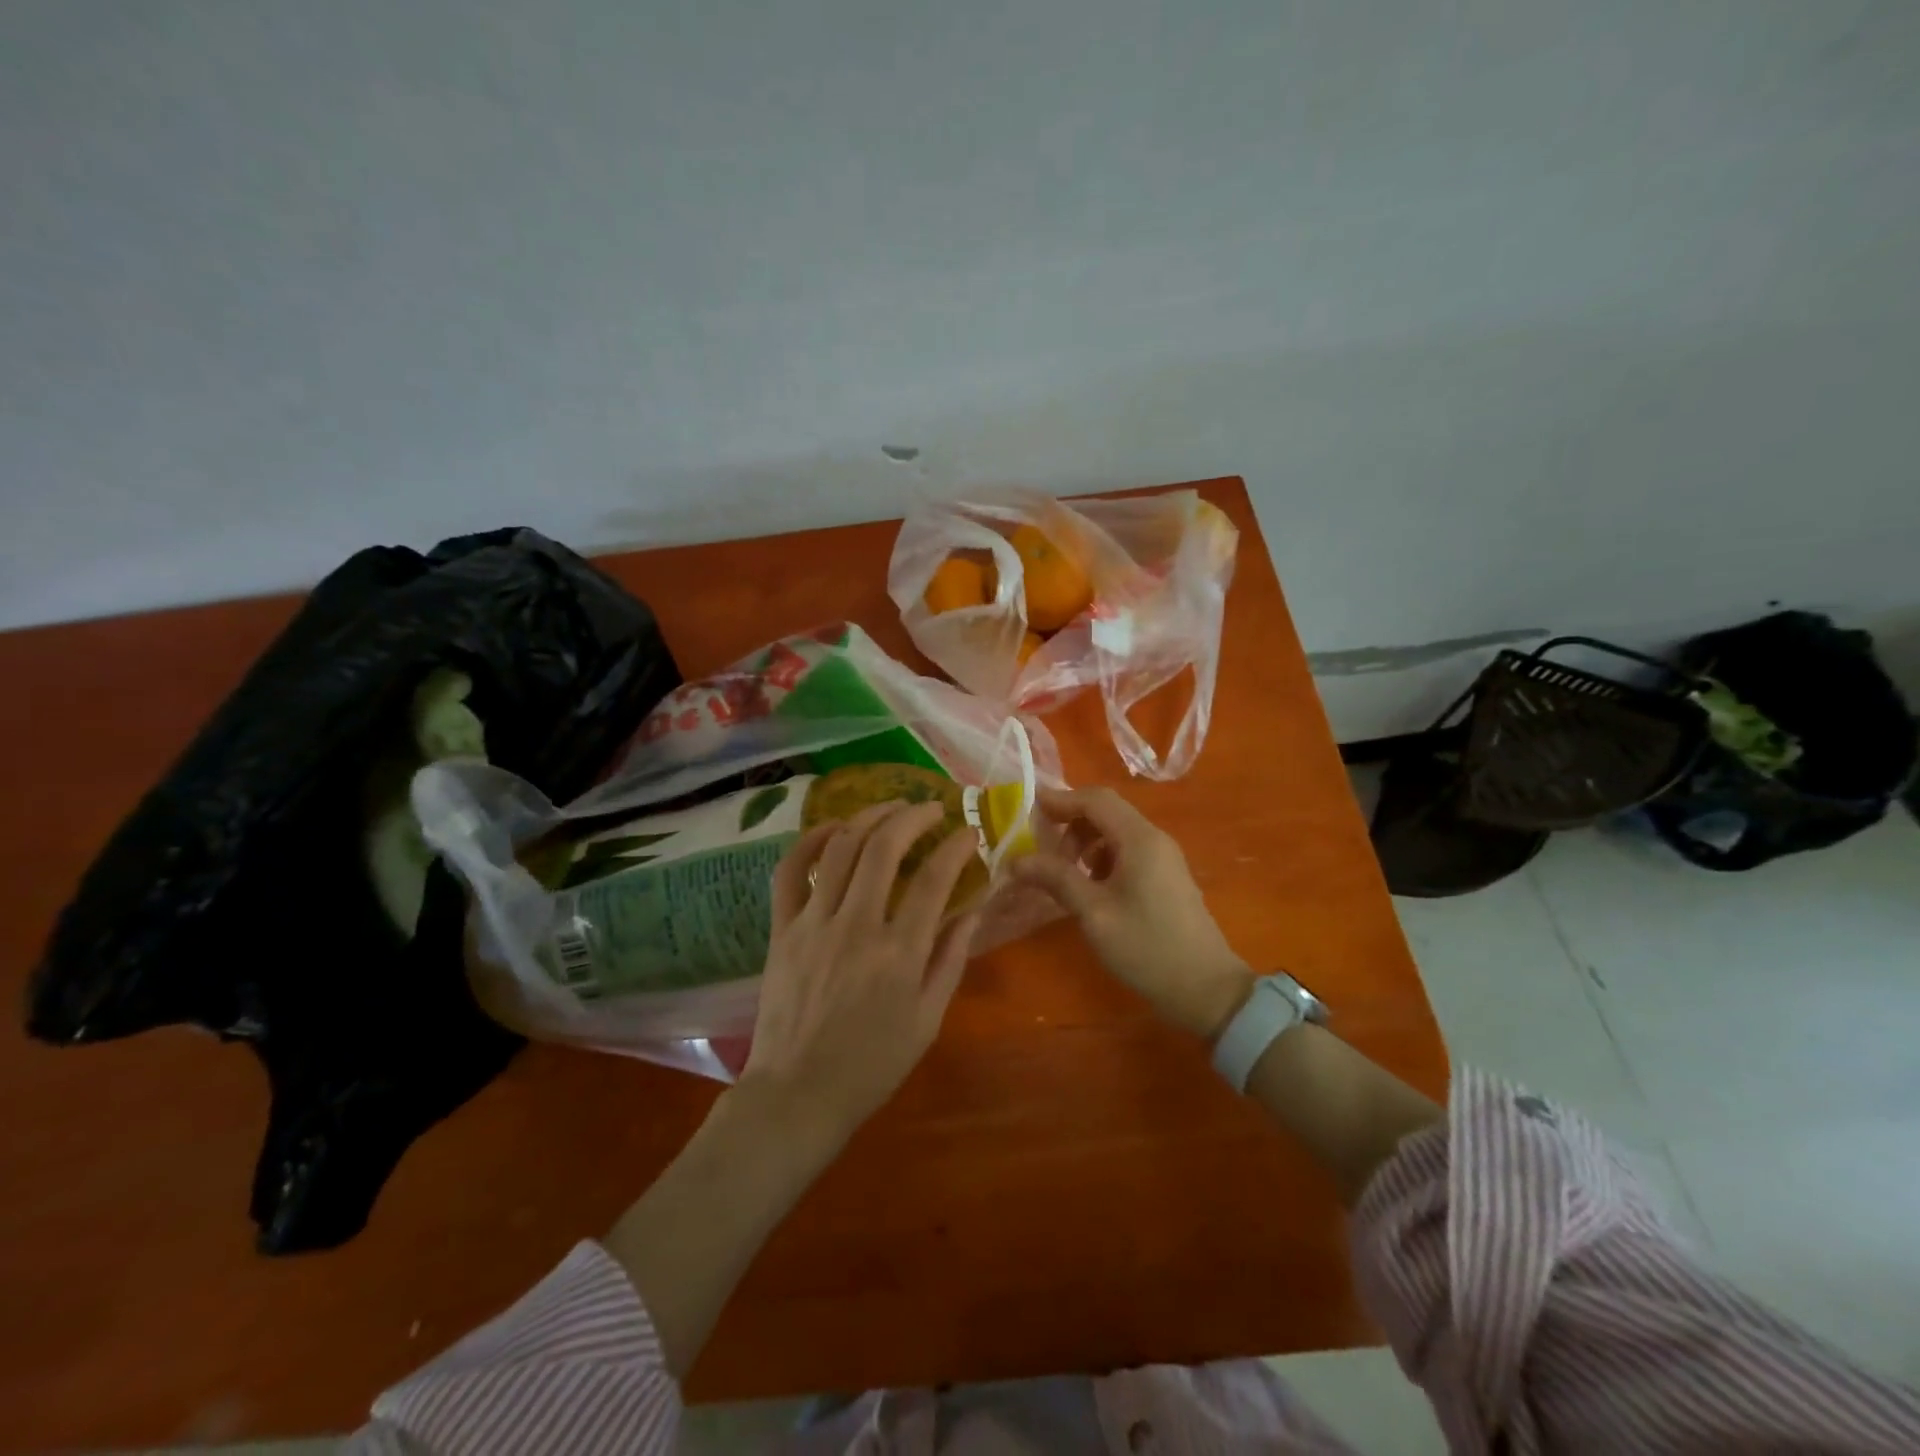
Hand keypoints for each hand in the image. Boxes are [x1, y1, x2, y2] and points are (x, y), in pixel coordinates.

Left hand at [738, 800, 981, 1147]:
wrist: (797, 1094)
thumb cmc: (871, 1065)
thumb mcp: (927, 1020)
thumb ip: (950, 960)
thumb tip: (972, 910)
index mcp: (899, 954)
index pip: (933, 880)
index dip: (956, 846)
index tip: (969, 832)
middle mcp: (856, 927)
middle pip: (884, 848)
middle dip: (913, 816)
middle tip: (931, 808)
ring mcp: (813, 923)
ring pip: (840, 848)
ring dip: (869, 816)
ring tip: (891, 807)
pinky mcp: (781, 928)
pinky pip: (791, 870)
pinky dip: (811, 840)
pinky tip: (833, 828)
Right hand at [1013, 787, 1253, 1038]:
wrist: (1206, 990)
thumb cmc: (1147, 948)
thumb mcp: (1094, 913)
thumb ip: (1056, 879)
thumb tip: (1017, 860)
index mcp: (1139, 839)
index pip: (1095, 799)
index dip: (1060, 800)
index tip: (1027, 810)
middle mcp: (1154, 838)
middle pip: (1106, 811)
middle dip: (1070, 823)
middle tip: (1043, 851)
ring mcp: (1164, 857)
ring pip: (1116, 831)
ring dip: (1085, 842)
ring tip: (1063, 874)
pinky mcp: (1166, 876)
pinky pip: (1128, 851)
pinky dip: (1102, 857)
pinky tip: (1089, 887)